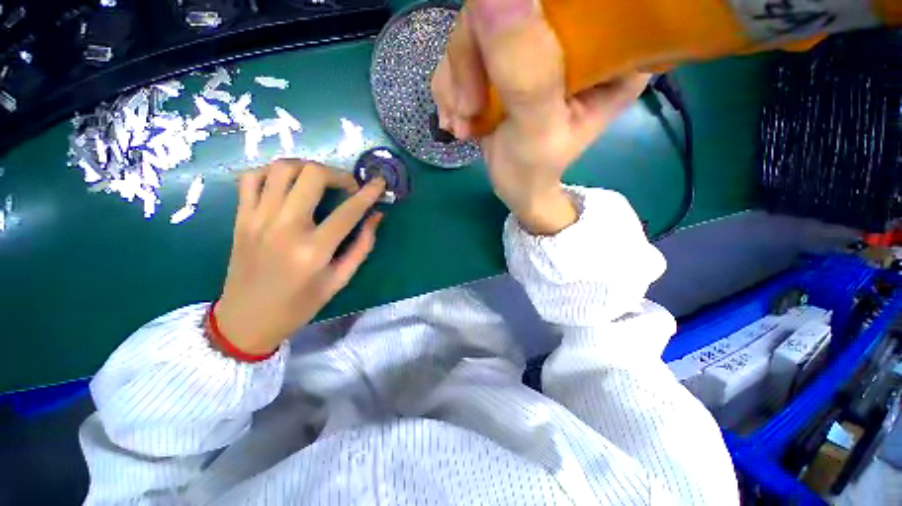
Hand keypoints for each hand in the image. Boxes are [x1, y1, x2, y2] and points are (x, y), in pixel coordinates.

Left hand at [214, 159, 385, 354]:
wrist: (246, 320)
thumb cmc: (300, 305)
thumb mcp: (340, 280)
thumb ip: (362, 246)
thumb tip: (376, 216)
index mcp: (314, 249)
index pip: (348, 211)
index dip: (369, 193)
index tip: (380, 183)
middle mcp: (284, 227)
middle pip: (312, 175)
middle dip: (338, 174)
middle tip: (348, 188)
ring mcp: (257, 218)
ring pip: (282, 168)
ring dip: (308, 168)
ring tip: (320, 182)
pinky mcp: (240, 217)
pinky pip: (252, 178)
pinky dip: (273, 173)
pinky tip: (287, 185)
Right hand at [431, 0, 648, 234]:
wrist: (517, 186)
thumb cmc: (534, 170)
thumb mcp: (535, 131)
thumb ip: (524, 73)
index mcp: (610, 51)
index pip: (568, 2)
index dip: (520, 15)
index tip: (491, 66)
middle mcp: (577, 35)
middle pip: (510, 5)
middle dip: (473, 59)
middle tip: (466, 110)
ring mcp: (536, 43)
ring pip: (479, 25)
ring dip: (458, 79)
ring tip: (462, 122)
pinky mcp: (507, 55)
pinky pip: (465, 48)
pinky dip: (453, 85)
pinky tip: (458, 116)